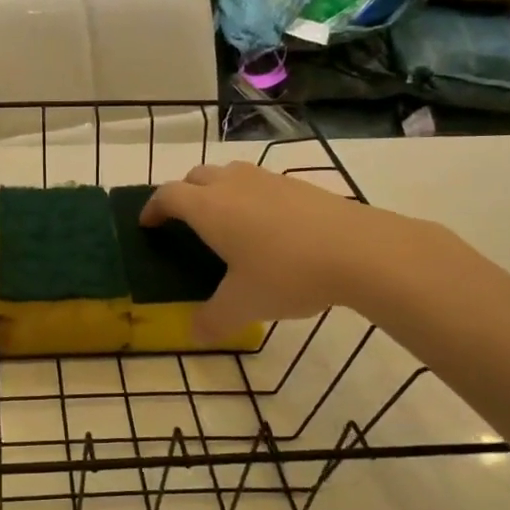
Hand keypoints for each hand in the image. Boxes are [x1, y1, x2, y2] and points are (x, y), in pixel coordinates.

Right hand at [141, 161, 441, 340]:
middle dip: (183, 195)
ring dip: (217, 190)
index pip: (168, 195)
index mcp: (209, 208)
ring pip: (230, 174)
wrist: (361, 250)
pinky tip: (267, 228)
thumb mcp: (244, 306)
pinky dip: (250, 197)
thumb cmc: (287, 273)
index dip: (153, 208)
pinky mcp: (299, 185)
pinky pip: (260, 183)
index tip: (148, 224)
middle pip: (195, 176)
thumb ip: (213, 321)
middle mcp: (233, 184)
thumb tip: (194, 335)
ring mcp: (268, 180)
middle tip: (184, 222)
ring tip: (225, 221)